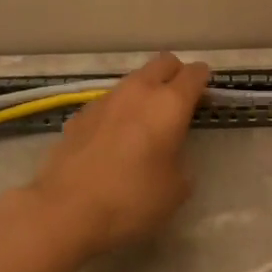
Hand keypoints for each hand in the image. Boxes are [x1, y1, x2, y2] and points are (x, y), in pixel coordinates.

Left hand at [28, 52, 211, 256]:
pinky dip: (118, 112)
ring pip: (133, 80)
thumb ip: (181, 163)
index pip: (194, 73)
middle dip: (175, 75)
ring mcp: (104, 99)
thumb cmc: (132, 199)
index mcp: (169, 104)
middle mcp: (138, 91)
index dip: (203, 82)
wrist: (66, 209)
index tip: (205, 98)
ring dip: (145, 92)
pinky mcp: (79, 114)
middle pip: (163, 63)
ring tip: (145, 124)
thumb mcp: (176, 190)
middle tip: (179, 104)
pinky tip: (113, 140)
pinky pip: (109, 102)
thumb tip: (171, 156)